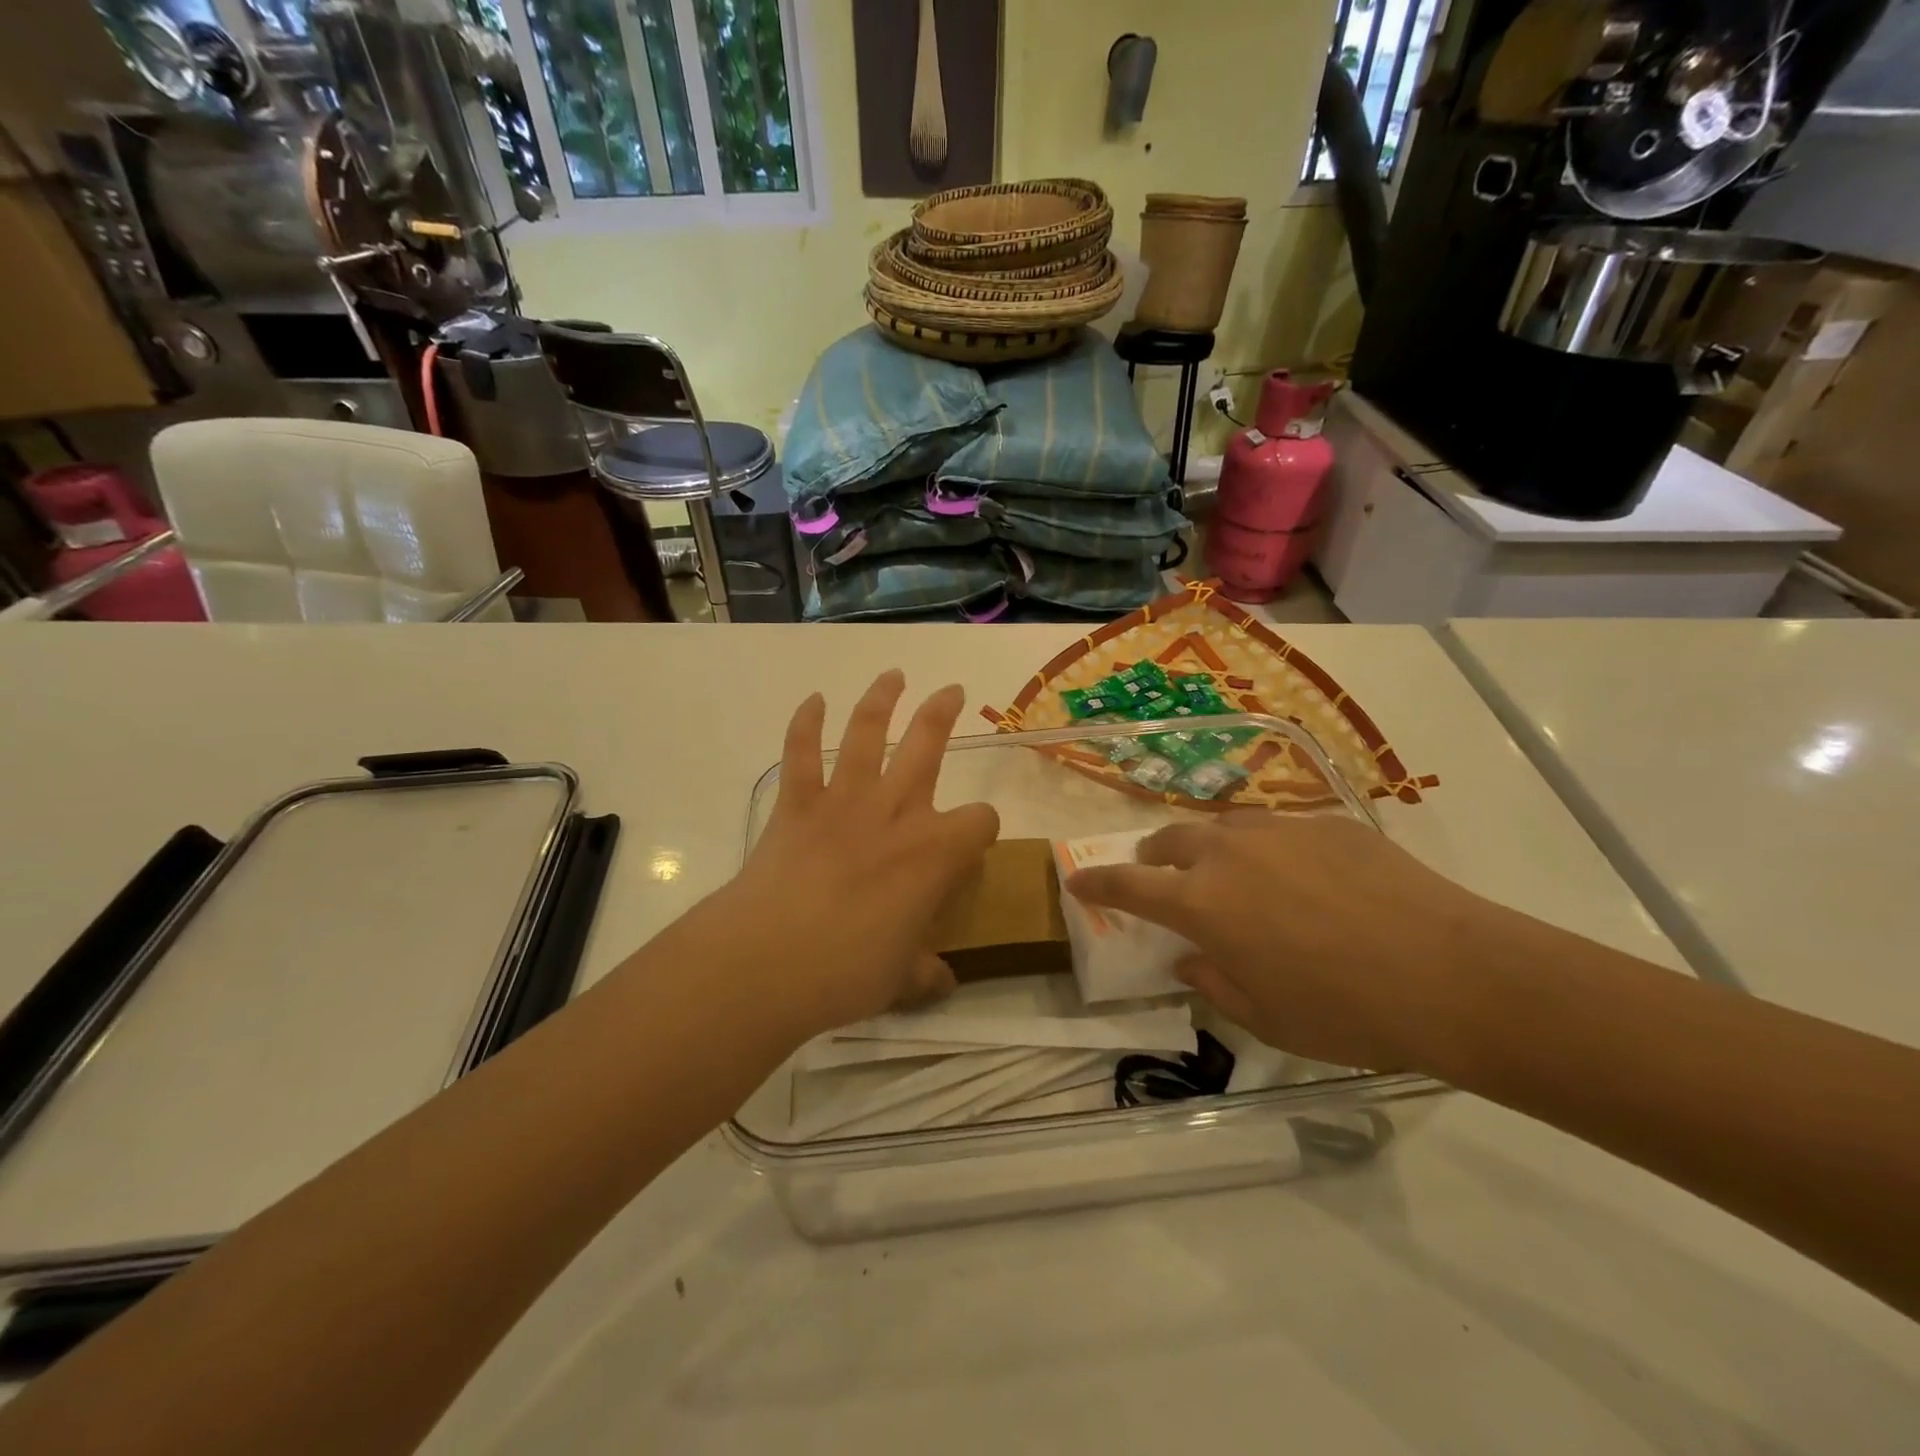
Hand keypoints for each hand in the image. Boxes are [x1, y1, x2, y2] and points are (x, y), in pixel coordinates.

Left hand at [713, 671, 999, 1041]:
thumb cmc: (846, 971)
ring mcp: (843, 802)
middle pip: (928, 747)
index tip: (975, 843)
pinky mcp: (797, 805)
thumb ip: (925, 974)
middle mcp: (895, 813)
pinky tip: (812, 700)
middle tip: (953, 690)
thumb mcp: (900, 980)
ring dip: (881, 699)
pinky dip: (805, 723)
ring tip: (893, 675)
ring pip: (867, 734)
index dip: (983, 829)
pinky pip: (800, 753)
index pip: (980, 821)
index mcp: (934, 853)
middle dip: (943, 714)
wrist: (767, 961)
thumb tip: (943, 981)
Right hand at [1066, 814, 1502, 1071]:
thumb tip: (1191, 959)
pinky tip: (1303, 878)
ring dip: (1209, 848)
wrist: (1453, 973)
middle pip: (1170, 840)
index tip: (1077, 878)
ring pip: (1223, 827)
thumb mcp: (1266, 1018)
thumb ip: (1214, 983)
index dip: (1097, 881)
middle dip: (1154, 857)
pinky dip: (1268, 850)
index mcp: (1202, 903)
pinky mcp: (1328, 824)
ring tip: (1229, 873)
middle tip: (1160, 876)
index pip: (1128, 883)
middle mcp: (1229, 853)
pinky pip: (1279, 830)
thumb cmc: (1346, 1011)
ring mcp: (1280, 831)